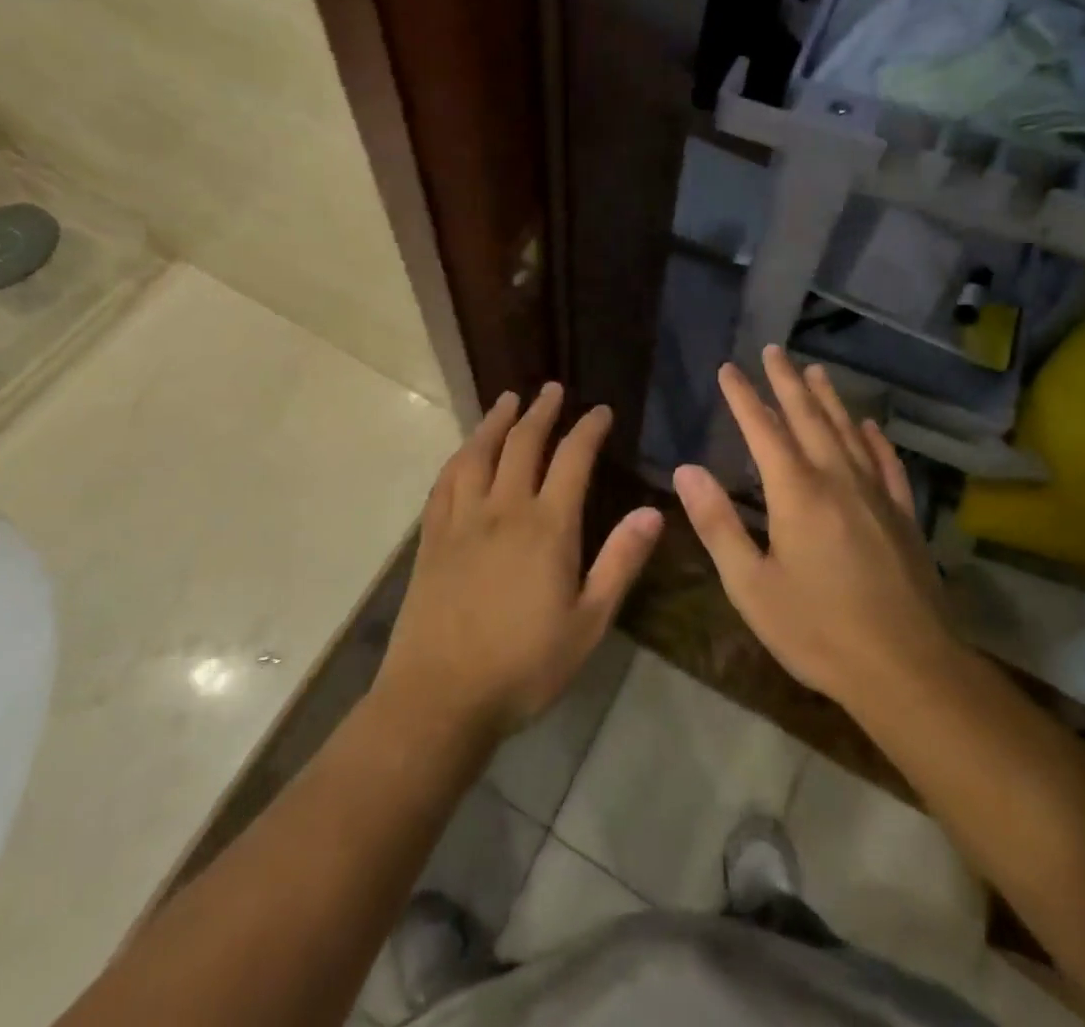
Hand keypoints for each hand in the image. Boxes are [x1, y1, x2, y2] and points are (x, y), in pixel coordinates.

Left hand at [375, 383, 663, 743]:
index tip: (600, 410)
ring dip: (496, 421)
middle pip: (523, 444)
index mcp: (547, 527)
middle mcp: (503, 509)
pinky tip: (465, 450)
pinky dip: (460, 455)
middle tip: (552, 389)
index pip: (572, 459)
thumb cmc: (524, 665)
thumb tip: (653, 512)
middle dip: (541, 411)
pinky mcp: (432, 537)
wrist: (440, 696)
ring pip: (478, 453)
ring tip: (508, 400)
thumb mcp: (588, 622)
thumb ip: (620, 562)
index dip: (588, 429)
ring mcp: (462, 520)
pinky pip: (445, 481)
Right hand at [672, 347, 953, 711]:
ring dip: (829, 398)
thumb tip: (686, 470)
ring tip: (815, 370)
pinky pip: (887, 463)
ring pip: (848, 431)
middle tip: (773, 350)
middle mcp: (837, 479)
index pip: (763, 429)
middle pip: (809, 417)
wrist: (909, 669)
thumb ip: (718, 523)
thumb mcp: (751, 585)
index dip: (743, 397)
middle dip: (787, 381)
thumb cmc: (818, 630)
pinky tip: (869, 427)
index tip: (728, 369)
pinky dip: (874, 439)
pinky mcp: (903, 515)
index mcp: (796, 492)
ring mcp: (876, 494)